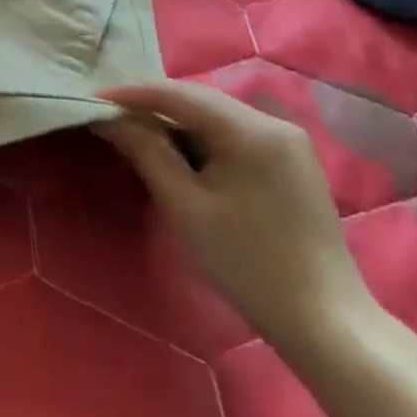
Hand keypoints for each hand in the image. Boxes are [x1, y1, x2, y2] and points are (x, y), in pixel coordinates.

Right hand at [94, 80, 379, 357]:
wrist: (327, 322)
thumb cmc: (247, 263)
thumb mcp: (184, 205)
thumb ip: (145, 151)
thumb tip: (107, 116)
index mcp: (252, 132)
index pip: (177, 94)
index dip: (130, 94)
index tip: (89, 99)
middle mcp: (275, 124)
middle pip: (198, 98)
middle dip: (150, 102)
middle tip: (107, 113)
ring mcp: (289, 142)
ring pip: (215, 113)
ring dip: (174, 118)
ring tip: (134, 130)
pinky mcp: (291, 161)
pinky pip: (233, 131)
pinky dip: (199, 134)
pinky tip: (177, 150)